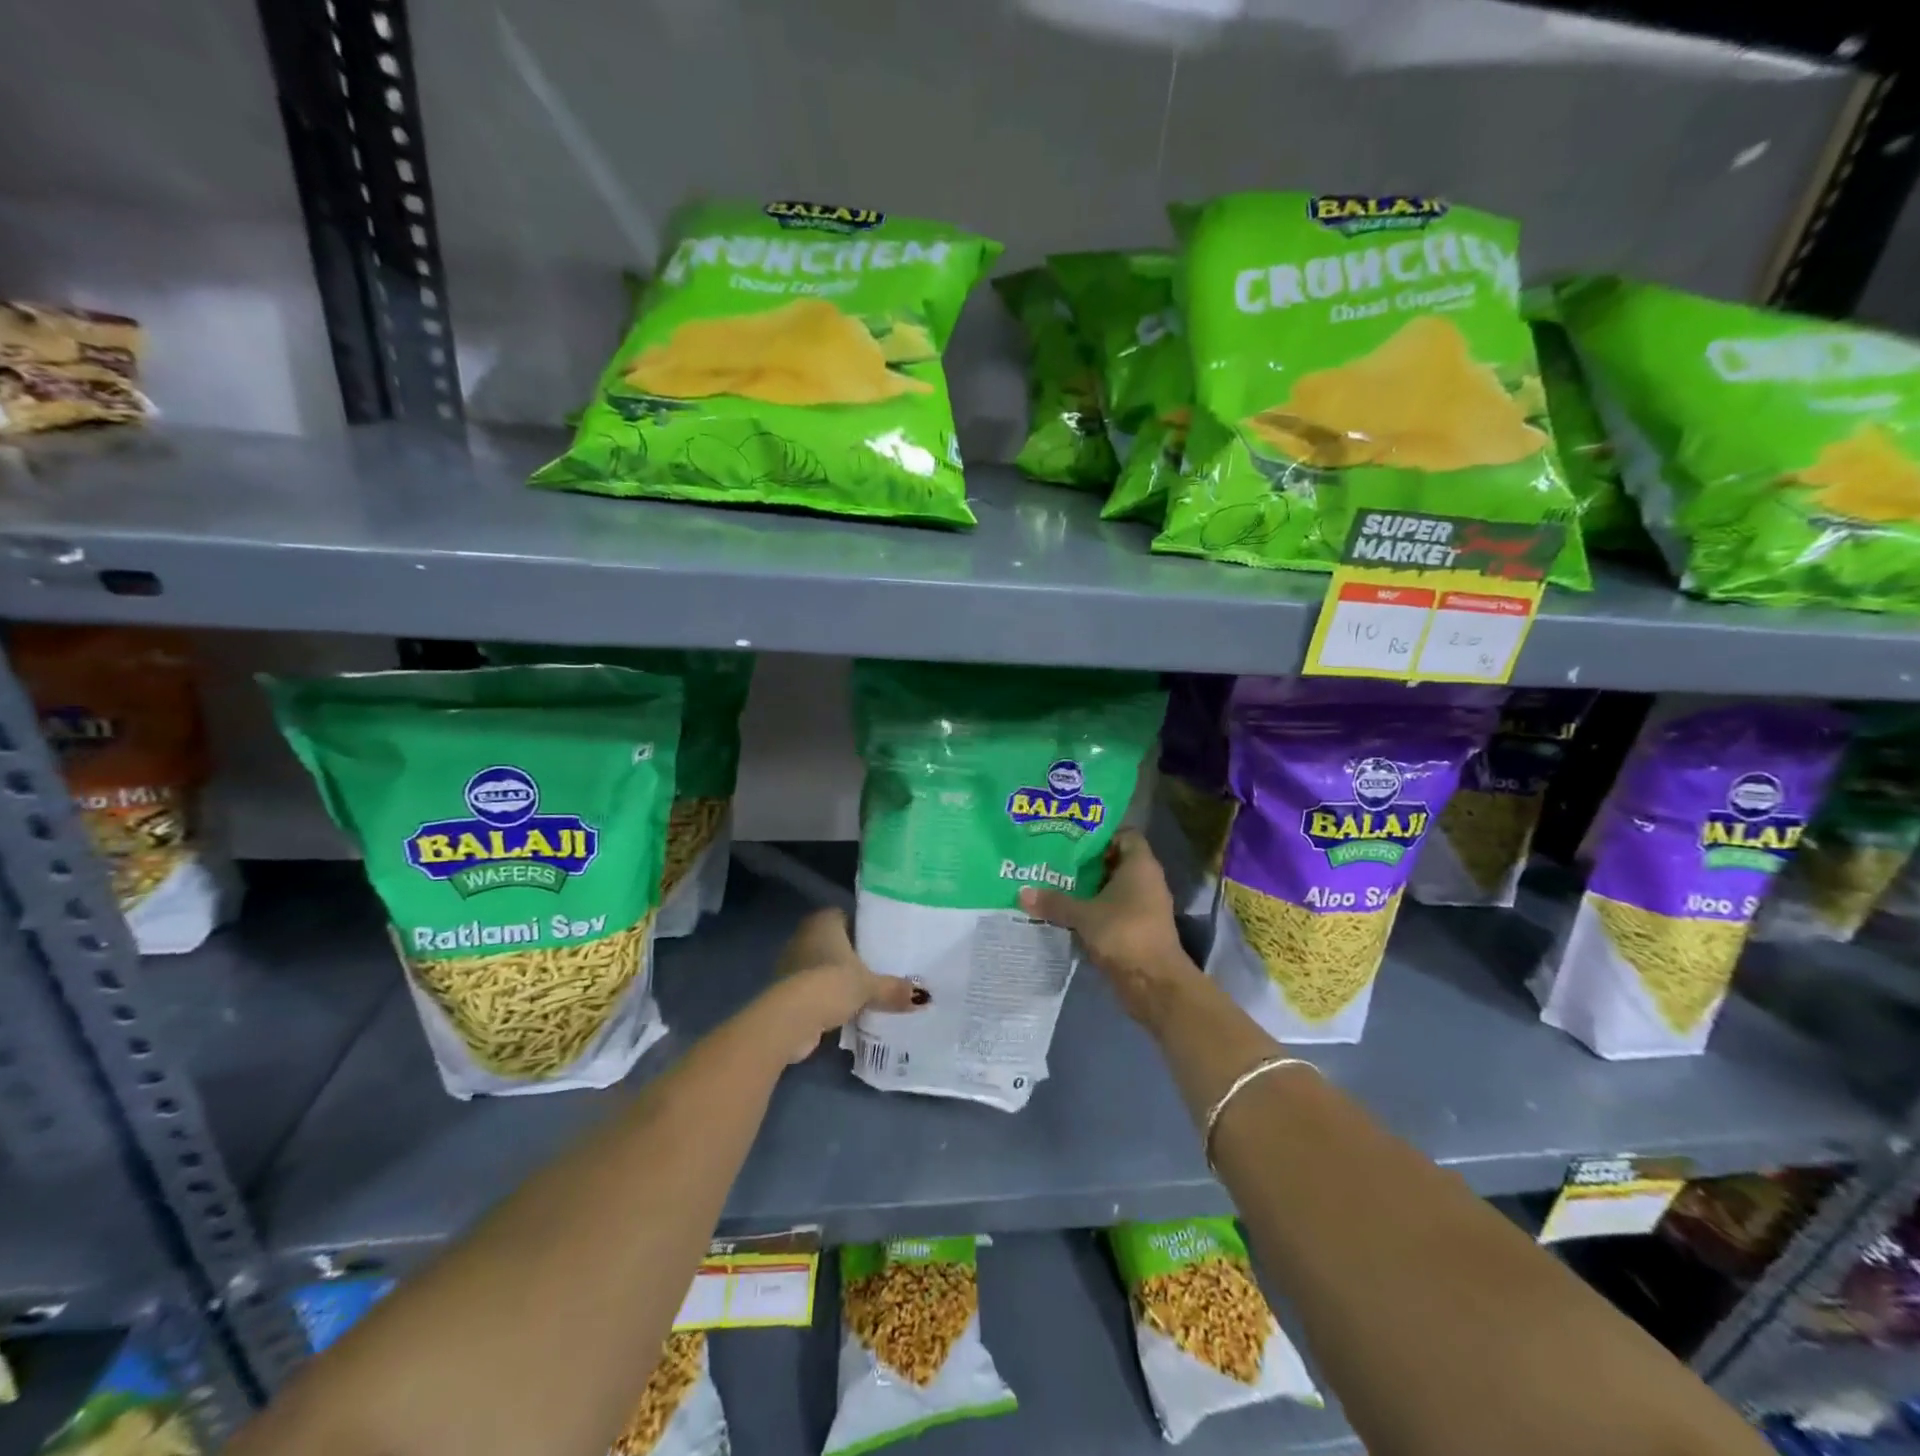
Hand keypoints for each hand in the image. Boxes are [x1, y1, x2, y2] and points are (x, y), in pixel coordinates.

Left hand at [761, 908, 924, 1062]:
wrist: (791, 1018)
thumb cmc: (831, 984)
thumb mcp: (869, 986)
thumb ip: (894, 989)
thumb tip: (924, 998)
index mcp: (824, 921)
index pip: (846, 916)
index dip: (862, 928)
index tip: (881, 942)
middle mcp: (804, 935)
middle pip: (834, 942)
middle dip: (852, 955)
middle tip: (879, 967)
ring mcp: (792, 962)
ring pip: (822, 966)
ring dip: (837, 977)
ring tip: (865, 990)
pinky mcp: (786, 990)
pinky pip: (813, 988)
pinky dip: (826, 997)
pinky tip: (845, 1009)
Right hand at [1018, 828, 1194, 1025]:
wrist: (1155, 983)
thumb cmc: (1124, 934)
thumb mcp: (1083, 915)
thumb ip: (1054, 902)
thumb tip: (1022, 893)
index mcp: (1140, 865)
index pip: (1124, 835)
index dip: (1100, 835)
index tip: (1072, 840)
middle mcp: (1147, 880)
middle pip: (1116, 861)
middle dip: (1088, 863)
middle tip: (1056, 861)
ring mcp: (1145, 906)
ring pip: (1114, 888)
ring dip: (1090, 889)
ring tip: (1056, 886)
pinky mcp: (1139, 929)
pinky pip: (1115, 910)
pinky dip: (1096, 910)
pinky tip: (1069, 914)